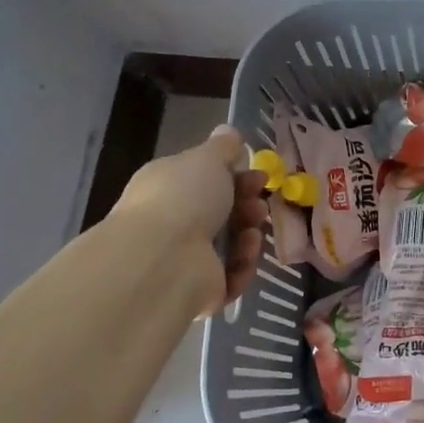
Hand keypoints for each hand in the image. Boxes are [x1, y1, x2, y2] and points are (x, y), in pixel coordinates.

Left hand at [112, 124, 268, 315]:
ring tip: (254, 231)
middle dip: (246, 204)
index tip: (260, 173)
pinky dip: (244, 264)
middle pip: (220, 212)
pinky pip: (232, 276)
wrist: (163, 258)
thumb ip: (222, 147)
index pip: (204, 180)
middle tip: (260, 202)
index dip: (236, 175)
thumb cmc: (184, 197)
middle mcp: (171, 223)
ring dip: (248, 233)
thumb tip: (228, 131)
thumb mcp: (207, 159)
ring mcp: (183, 259)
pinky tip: (247, 252)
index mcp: (167, 187)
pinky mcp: (199, 290)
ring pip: (229, 244)